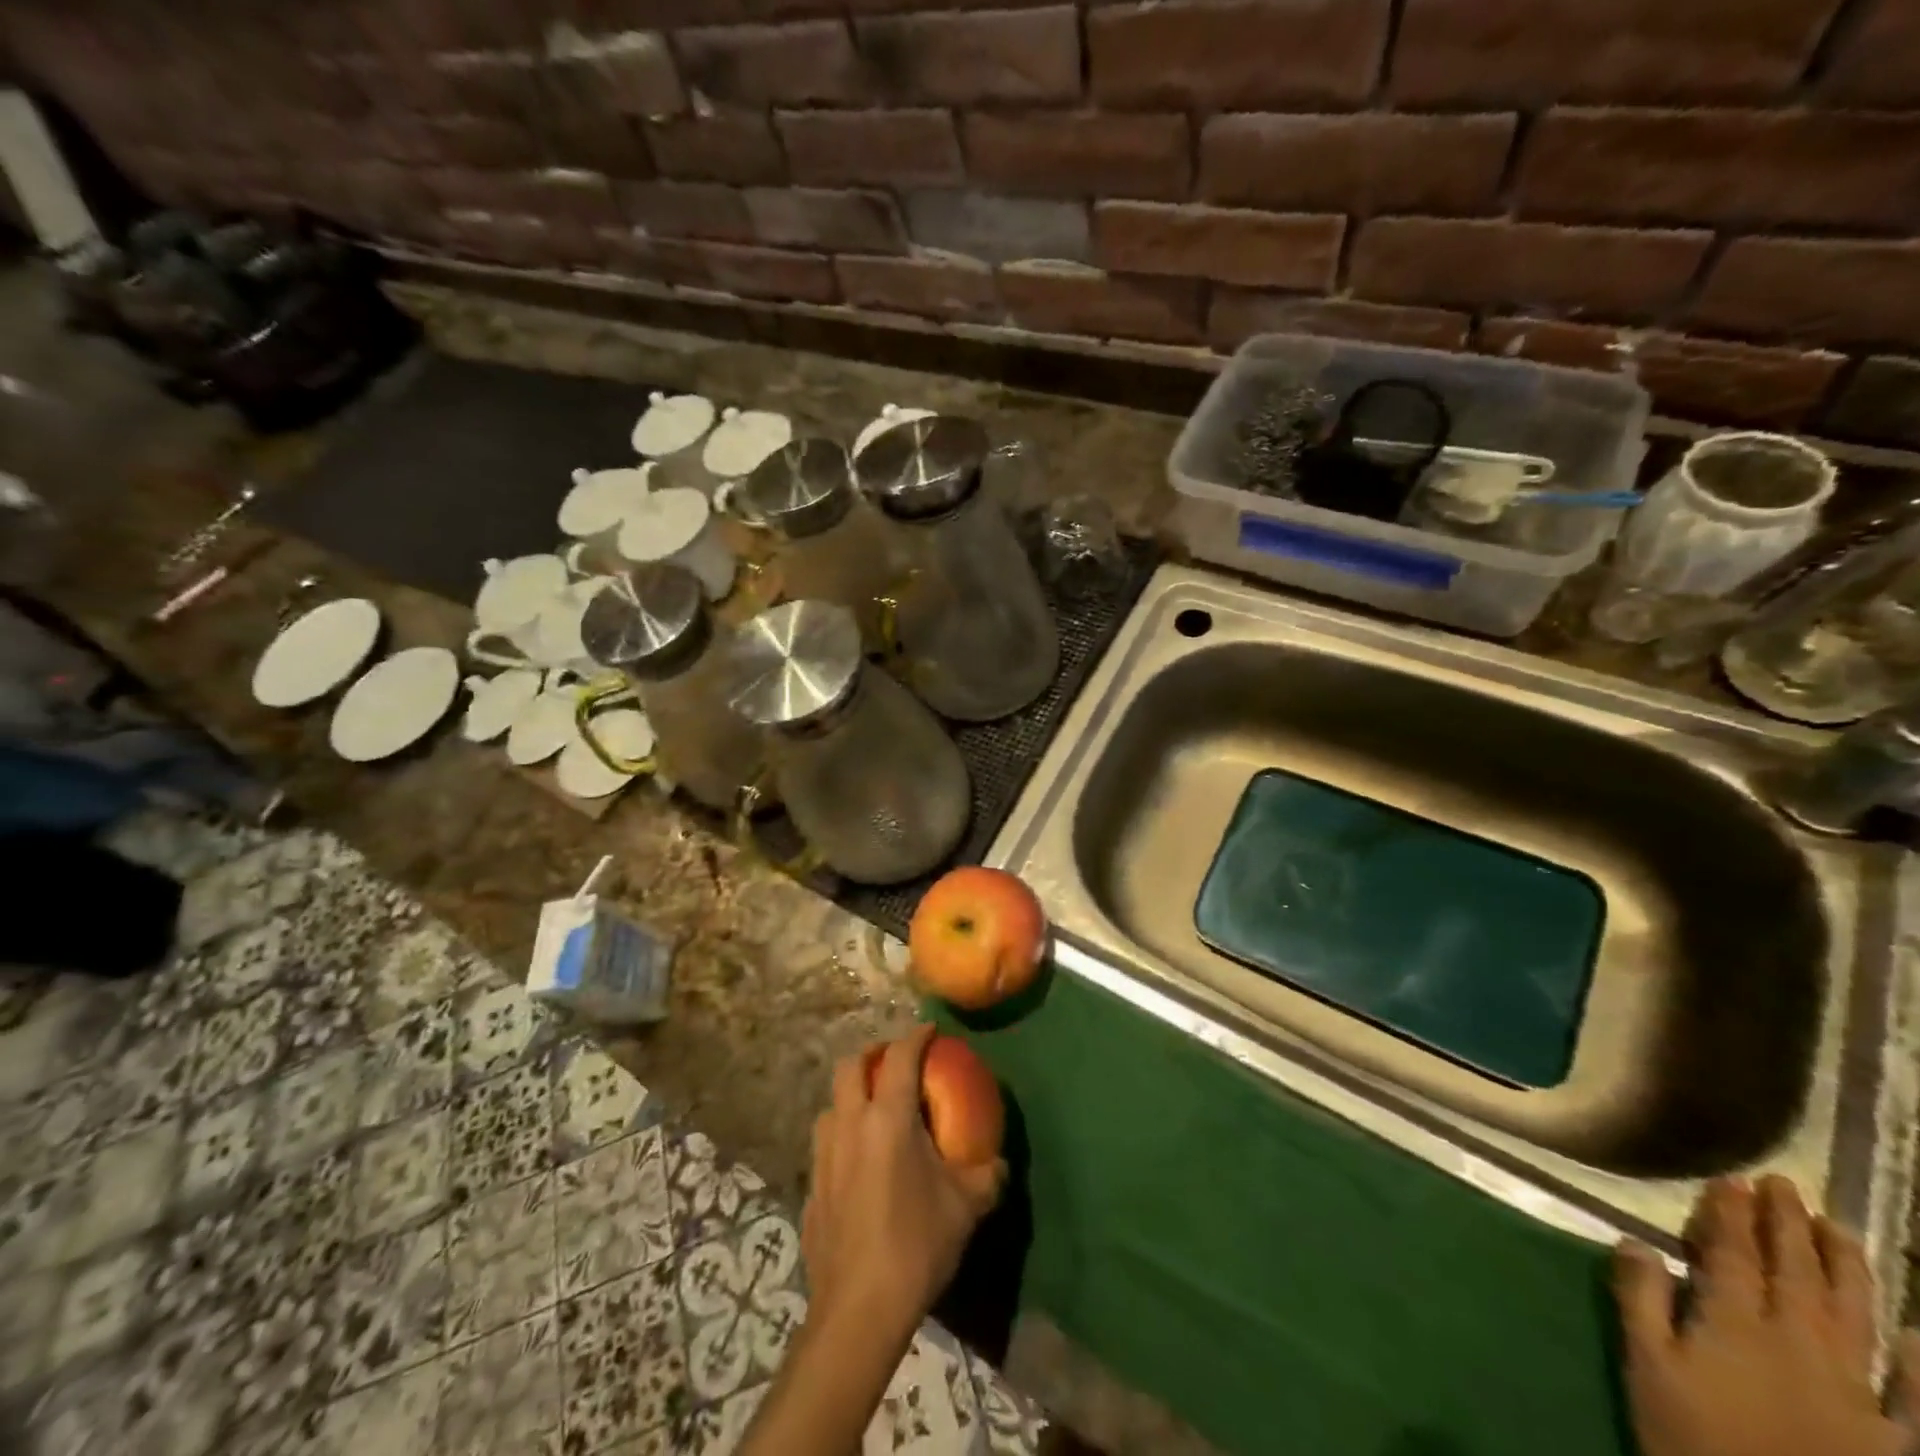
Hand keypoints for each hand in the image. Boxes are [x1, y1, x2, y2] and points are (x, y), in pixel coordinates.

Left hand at [802, 1024, 1007, 1342]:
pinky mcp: (810, 1186)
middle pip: (850, 1066)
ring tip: (874, 1111)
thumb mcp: (965, 1208)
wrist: (858, 1310)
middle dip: (874, 1054)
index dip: (916, 1036)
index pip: (900, 1057)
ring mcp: (823, 1154)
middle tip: (896, 1064)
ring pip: (831, 1103)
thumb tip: (998, 1164)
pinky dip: (842, 1135)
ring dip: (851, 1095)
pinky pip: (825, 1143)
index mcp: (887, 1118)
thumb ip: (986, 1176)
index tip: (930, 1029)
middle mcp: (849, 1124)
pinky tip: (858, 1163)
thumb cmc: (915, 1245)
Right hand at [1615, 1175, 1919, 1455]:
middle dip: (1786, 1226)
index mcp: (1736, 1325)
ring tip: (1839, 1228)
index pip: (1734, 1255)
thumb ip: (1640, 1300)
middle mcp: (1800, 1346)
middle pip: (1795, 1276)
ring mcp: (1858, 1396)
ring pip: (1853, 1318)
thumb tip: (1636, 1241)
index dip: (1731, 1215)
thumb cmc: (1693, 1439)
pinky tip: (1919, 1337)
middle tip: (1783, 1184)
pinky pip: (1919, 1403)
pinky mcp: (1896, 1443)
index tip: (1731, 1179)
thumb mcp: (1646, 1367)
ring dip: (1846, 1269)